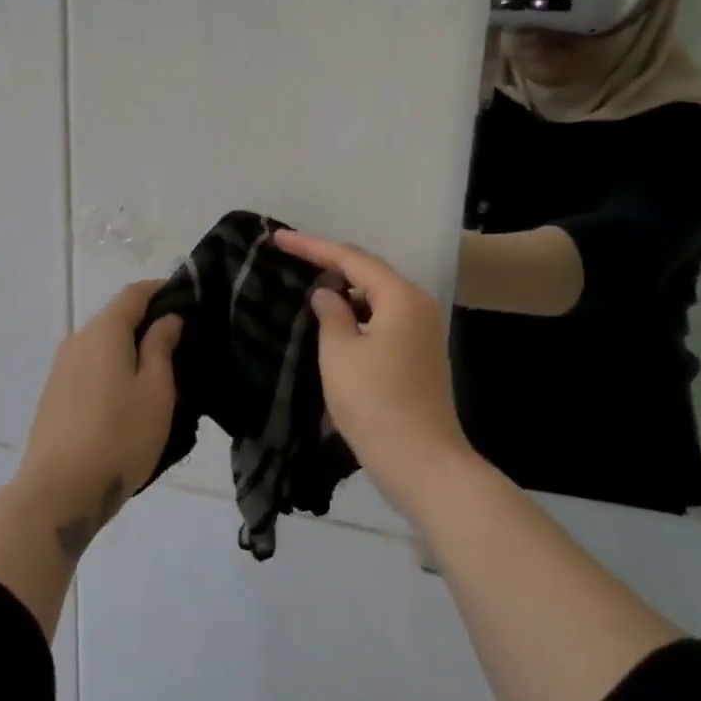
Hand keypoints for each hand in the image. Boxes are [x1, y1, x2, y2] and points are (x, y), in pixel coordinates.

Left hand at [15, 281, 182, 559]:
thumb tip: (167, 319)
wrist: (59, 492)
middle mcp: (77, 340)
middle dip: (148, 322)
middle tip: (182, 341)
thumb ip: (161, 347)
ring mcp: (61, 368)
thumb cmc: (119, 437)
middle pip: (116, 318)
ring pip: (102, 345)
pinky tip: (129, 396)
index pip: (134, 294)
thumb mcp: (156, 391)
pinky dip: (112, 368)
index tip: (188, 298)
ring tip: (160, 373)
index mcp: (104, 331)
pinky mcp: (54, 395)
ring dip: (130, 349)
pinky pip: (90, 367)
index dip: (162, 290)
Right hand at [275, 230, 476, 518]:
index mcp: (401, 297)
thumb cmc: (375, 403)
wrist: (422, 463)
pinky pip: (382, 320)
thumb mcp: (340, 353)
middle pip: (368, 273)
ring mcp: (422, 332)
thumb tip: (328, 294)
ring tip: (307, 283)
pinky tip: (334, 320)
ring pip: (376, 298)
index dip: (312, 246)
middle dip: (329, 264)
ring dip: (343, 291)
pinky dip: (356, 315)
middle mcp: (418, 306)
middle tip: (290, 255)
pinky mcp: (418, 355)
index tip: (278, 237)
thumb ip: (330, 313)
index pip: (351, 259)